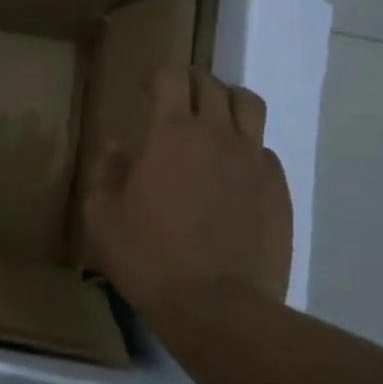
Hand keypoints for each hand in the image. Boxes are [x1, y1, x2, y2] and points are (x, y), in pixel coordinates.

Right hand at [84, 68, 292, 324]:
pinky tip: (233, 173)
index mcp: (172, 134)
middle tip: (175, 101)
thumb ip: (107, 174)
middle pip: (212, 84)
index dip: (158, 77)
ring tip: (214, 120)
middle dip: (190, 83)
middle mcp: (218, 134)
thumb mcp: (103, 219)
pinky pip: (265, 150)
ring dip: (228, 102)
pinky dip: (248, 148)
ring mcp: (254, 160)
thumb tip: (119, 148)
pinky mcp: (279, 188)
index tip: (145, 92)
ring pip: (249, 105)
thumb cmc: (150, 259)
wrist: (218, 307)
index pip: (172, 77)